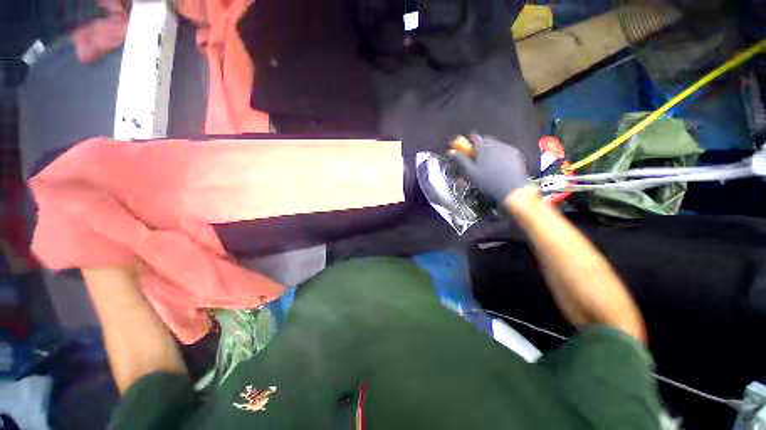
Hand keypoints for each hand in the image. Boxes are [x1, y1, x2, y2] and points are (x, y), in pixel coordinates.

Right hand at [449, 135, 529, 201]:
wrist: (511, 188)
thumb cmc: (487, 181)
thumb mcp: (471, 173)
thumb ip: (461, 161)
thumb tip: (452, 152)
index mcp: (483, 148)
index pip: (475, 138)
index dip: (470, 140)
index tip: (468, 144)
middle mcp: (495, 144)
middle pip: (486, 139)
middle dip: (481, 143)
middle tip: (478, 153)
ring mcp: (507, 148)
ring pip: (496, 143)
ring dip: (491, 147)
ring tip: (489, 158)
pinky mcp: (515, 153)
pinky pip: (505, 148)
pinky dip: (500, 151)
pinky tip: (500, 161)